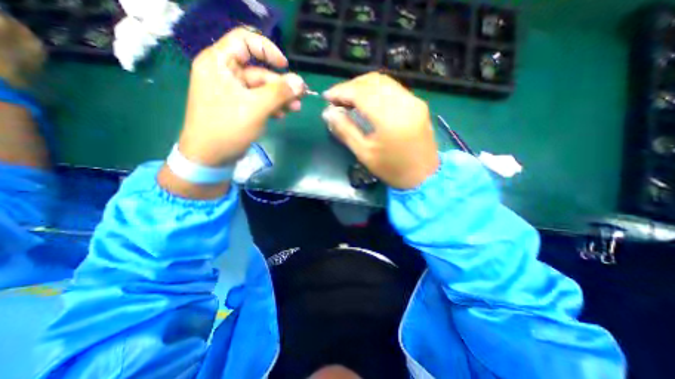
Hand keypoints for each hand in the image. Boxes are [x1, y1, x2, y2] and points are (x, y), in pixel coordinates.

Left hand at [179, 26, 305, 166]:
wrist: (211, 157)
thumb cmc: (228, 128)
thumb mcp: (255, 108)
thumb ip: (279, 93)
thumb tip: (300, 83)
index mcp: (219, 63)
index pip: (244, 41)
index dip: (267, 49)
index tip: (285, 66)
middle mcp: (225, 74)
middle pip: (258, 70)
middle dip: (281, 85)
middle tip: (300, 97)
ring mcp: (232, 92)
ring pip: (261, 89)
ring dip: (280, 98)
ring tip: (295, 109)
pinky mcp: (238, 107)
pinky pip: (258, 101)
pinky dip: (271, 107)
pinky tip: (282, 115)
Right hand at [324, 72, 440, 189]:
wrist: (424, 176)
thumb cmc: (392, 169)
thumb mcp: (365, 153)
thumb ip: (346, 131)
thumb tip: (328, 113)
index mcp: (390, 118)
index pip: (361, 93)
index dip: (341, 91)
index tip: (326, 97)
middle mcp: (404, 102)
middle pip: (372, 82)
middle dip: (350, 86)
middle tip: (336, 98)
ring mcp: (414, 101)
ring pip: (384, 82)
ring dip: (362, 85)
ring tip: (348, 98)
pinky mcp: (417, 104)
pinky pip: (393, 88)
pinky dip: (375, 90)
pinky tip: (366, 100)